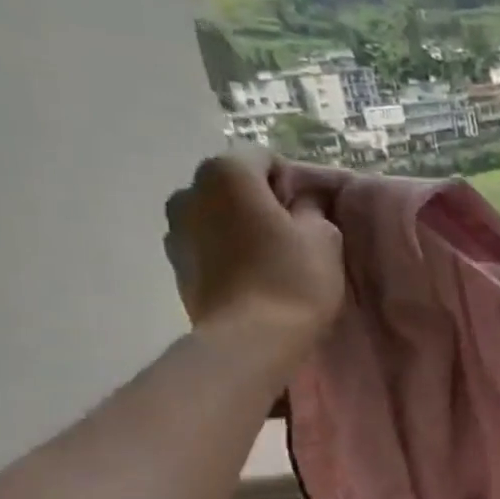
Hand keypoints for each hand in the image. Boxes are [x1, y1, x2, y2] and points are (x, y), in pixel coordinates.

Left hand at [163, 156, 344, 347]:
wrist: (252, 340)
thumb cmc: (294, 279)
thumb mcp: (324, 237)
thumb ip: (311, 208)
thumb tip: (301, 202)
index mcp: (227, 174)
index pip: (263, 158)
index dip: (291, 181)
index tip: (309, 212)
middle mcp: (190, 192)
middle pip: (233, 186)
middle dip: (260, 202)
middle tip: (292, 234)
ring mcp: (175, 230)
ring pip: (217, 216)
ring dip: (240, 227)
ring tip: (270, 259)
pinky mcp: (175, 266)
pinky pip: (208, 245)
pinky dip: (227, 252)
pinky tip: (252, 278)